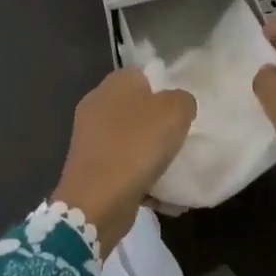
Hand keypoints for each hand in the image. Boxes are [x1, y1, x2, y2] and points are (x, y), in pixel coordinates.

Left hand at [52, 69, 195, 254]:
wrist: (98, 200)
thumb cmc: (137, 145)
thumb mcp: (175, 111)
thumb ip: (183, 100)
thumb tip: (179, 104)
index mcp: (115, 83)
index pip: (144, 74)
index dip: (165, 89)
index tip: (183, 110)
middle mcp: (98, 105)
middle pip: (137, 108)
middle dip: (160, 125)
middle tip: (183, 138)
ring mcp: (91, 138)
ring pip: (131, 140)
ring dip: (152, 155)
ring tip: (176, 169)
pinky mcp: (91, 169)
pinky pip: (125, 168)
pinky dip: (142, 180)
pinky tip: (164, 195)